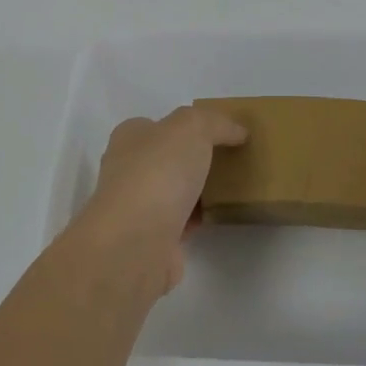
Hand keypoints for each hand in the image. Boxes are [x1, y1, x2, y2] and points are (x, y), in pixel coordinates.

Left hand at [73, 106, 247, 294]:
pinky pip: (181, 223)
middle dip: (195, 160)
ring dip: (198, 192)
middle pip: (167, 159)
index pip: (157, 125)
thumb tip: (237, 132)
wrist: (137, 243)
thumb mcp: (192, 127)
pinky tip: (220, 216)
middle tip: (231, 160)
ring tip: (233, 187)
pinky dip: (198, 220)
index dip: (187, 126)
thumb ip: (216, 123)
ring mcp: (136, 208)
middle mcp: (127, 170)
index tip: (219, 134)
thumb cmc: (158, 172)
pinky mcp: (150, 240)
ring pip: (174, 192)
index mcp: (130, 138)